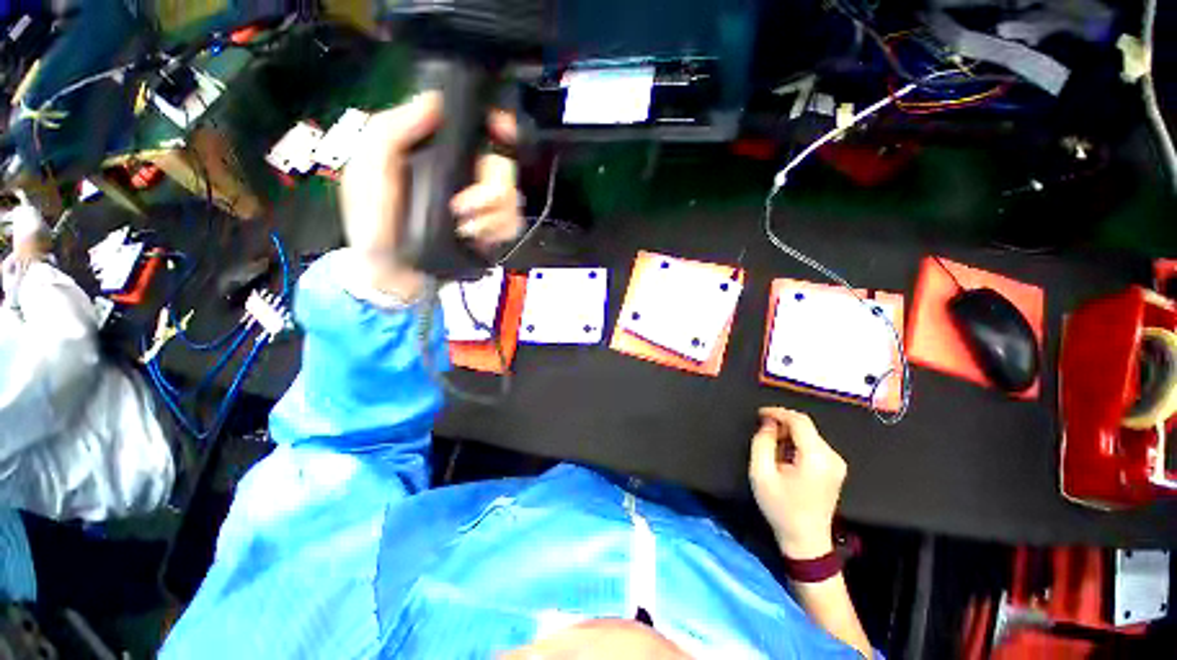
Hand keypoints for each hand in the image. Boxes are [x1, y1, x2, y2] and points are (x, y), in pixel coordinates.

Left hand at [339, 93, 522, 296]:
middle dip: (490, 189)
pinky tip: (476, 237)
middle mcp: (463, 175)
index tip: (502, 131)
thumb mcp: (367, 171)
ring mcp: (480, 205)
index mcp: (436, 153)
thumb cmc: (372, 223)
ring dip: (491, 215)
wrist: (392, 276)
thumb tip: (435, 102)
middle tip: (462, 206)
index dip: (497, 124)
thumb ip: (391, 132)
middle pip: (504, 167)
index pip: (476, 128)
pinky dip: (498, 230)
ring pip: (513, 197)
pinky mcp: (491, 231)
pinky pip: (513, 223)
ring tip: (464, 228)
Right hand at [749, 407, 847, 560]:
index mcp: (816, 458)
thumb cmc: (781, 508)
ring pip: (809, 435)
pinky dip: (797, 444)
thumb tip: (767, 424)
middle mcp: (832, 457)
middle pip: (805, 427)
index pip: (799, 421)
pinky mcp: (835, 469)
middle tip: (762, 433)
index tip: (759, 413)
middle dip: (782, 424)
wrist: (806, 540)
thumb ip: (762, 443)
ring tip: (771, 447)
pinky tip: (784, 456)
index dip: (778, 412)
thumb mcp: (761, 474)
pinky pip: (814, 445)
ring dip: (788, 435)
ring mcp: (837, 463)